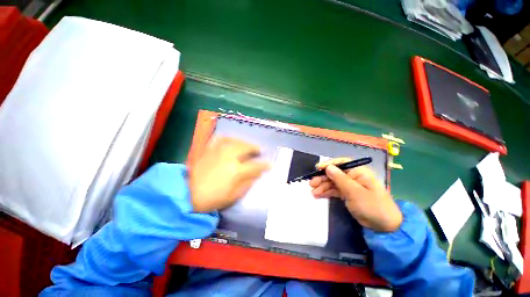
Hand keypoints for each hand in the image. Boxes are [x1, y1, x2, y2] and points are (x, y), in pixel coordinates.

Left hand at [188, 137, 269, 212]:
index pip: (256, 166)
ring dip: (244, 142)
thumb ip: (248, 183)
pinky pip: (221, 139)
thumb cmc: (212, 198)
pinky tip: (233, 141)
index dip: (265, 165)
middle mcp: (229, 157)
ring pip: (236, 141)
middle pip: (246, 148)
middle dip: (255, 148)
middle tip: (259, 151)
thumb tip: (257, 174)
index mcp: (236, 171)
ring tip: (248, 145)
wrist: (187, 194)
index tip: (270, 164)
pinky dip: (230, 138)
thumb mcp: (234, 195)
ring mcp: (218, 151)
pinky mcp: (209, 149)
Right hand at [309, 158, 401, 231]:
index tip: (317, 168)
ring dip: (322, 186)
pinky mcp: (347, 194)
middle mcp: (353, 177)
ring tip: (312, 191)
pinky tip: (318, 195)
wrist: (384, 226)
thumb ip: (340, 179)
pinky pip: (334, 190)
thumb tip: (328, 167)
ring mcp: (349, 186)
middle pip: (334, 174)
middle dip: (322, 178)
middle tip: (311, 183)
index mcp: (358, 172)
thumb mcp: (355, 192)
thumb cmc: (372, 205)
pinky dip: (326, 192)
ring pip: (332, 183)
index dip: (328, 164)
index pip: (341, 163)